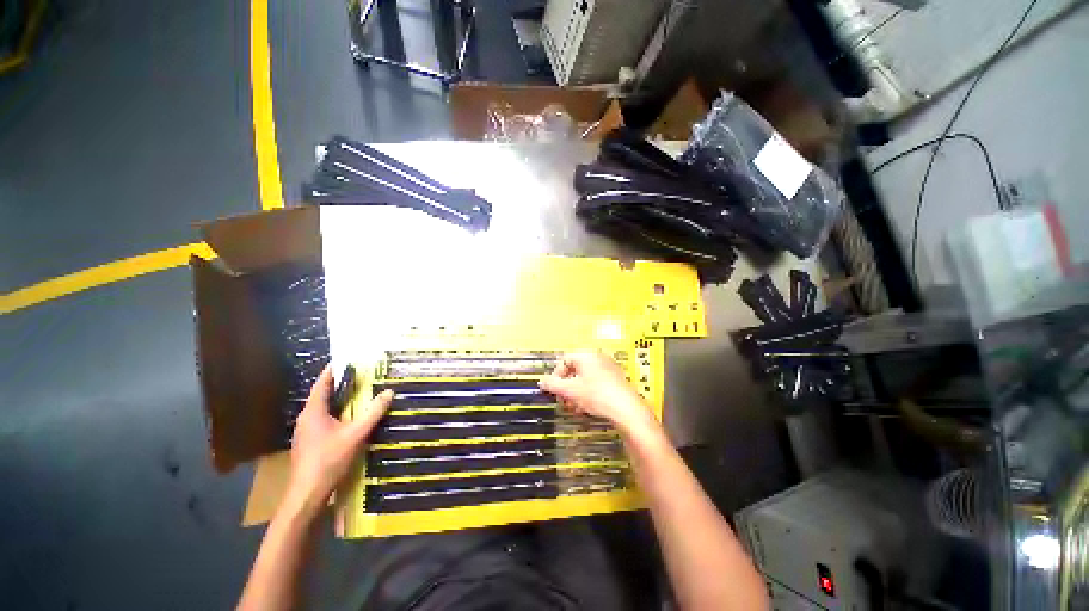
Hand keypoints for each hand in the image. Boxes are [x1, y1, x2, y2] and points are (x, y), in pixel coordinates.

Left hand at [283, 365, 392, 517]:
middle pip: (321, 396)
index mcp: (313, 412)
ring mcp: (304, 432)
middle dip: (337, 385)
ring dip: (336, 400)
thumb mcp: (356, 434)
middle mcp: (305, 419)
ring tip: (354, 394)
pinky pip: (321, 421)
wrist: (307, 494)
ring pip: (321, 410)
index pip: (321, 385)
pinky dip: (334, 413)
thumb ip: (373, 413)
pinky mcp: (307, 443)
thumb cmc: (329, 460)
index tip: (343, 360)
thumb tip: (389, 392)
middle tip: (356, 376)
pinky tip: (346, 420)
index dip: (331, 371)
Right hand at [538, 351, 659, 438]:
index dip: (556, 375)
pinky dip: (588, 393)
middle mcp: (597, 358)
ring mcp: (608, 367)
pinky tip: (587, 407)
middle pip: (574, 370)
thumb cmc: (597, 395)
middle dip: (566, 387)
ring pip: (585, 378)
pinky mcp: (615, 379)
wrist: (626, 409)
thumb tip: (542, 381)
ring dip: (576, 392)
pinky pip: (596, 383)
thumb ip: (553, 385)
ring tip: (574, 407)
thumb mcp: (570, 391)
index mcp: (586, 355)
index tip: (554, 389)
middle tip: (563, 400)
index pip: (564, 360)